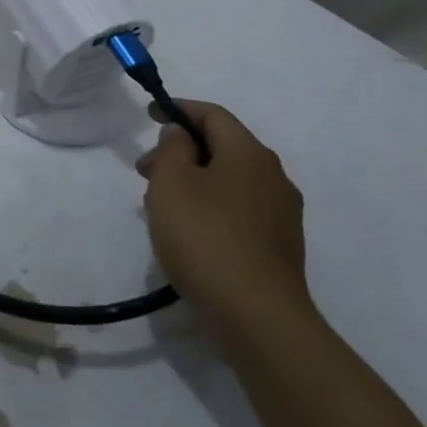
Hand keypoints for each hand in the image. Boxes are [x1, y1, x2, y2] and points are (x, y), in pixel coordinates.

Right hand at [137, 99, 310, 336]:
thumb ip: (172, 148)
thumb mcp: (171, 182)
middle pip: (223, 147)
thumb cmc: (205, 237)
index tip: (150, 115)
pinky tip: (189, 231)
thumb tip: (182, 135)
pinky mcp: (280, 247)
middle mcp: (273, 176)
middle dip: (181, 151)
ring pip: (230, 180)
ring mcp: (282, 214)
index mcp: (249, 153)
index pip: (213, 114)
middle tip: (145, 170)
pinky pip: (239, 210)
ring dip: (194, 181)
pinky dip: (211, 206)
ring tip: (160, 204)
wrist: (258, 317)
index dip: (179, 109)